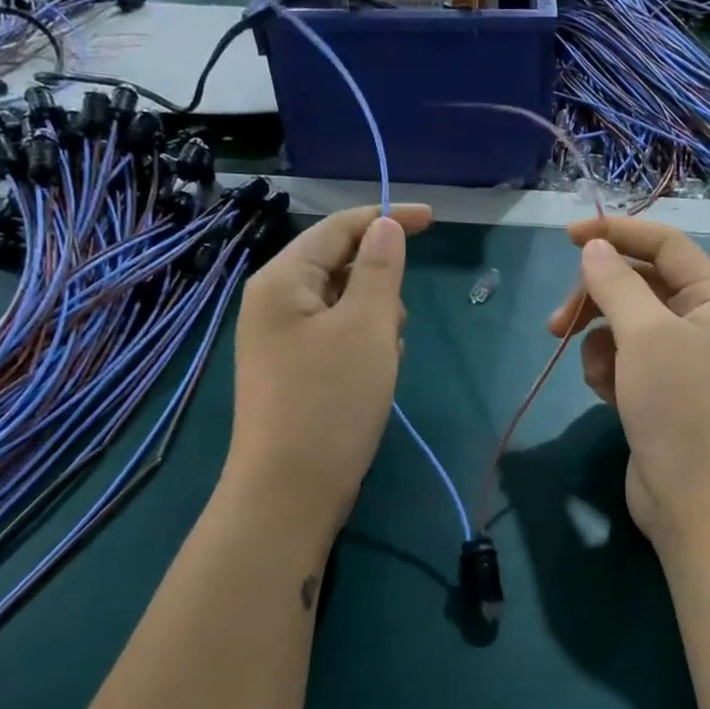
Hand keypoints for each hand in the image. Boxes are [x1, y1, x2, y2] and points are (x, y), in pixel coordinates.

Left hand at [227, 203, 432, 537]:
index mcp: (283, 281)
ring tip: (381, 364)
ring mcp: (282, 342)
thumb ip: (379, 269)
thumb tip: (386, 226)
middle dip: (380, 290)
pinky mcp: (295, 374)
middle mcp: (275, 304)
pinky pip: (339, 341)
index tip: (434, 220)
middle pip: (342, 268)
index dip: (387, 217)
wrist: (290, 491)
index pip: (339, 227)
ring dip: (375, 325)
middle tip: (392, 330)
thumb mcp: (366, 327)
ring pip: (346, 308)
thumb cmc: (330, 401)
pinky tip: (371, 382)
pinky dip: (363, 351)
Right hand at [547, 218, 709, 549]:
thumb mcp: (646, 335)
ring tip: (598, 375)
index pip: (664, 244)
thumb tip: (595, 249)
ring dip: (599, 343)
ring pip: (623, 326)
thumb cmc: (680, 407)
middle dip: (596, 300)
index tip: (568, 239)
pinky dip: (607, 372)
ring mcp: (680, 361)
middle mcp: (701, 323)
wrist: (697, 501)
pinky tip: (606, 396)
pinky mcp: (658, 393)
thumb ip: (616, 284)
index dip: (617, 234)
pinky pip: (623, 362)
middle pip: (638, 286)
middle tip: (557, 324)